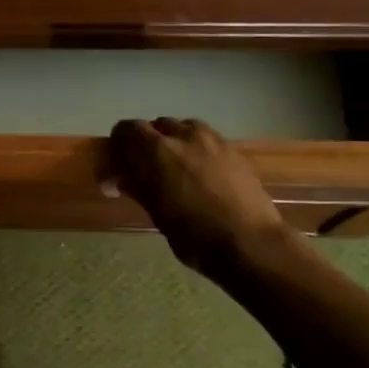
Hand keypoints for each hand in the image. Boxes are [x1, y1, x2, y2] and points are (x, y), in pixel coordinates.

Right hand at [104, 117, 285, 272]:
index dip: (120, 142)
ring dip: (176, 141)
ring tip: (176, 166)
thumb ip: (138, 189)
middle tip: (146, 166)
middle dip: (149, 140)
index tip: (118, 160)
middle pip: (159, 125)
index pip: (128, 129)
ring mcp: (214, 141)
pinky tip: (202, 173)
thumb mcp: (157, 214)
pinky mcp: (235, 151)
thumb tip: (120, 179)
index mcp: (157, 150)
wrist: (249, 242)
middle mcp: (185, 136)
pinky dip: (198, 149)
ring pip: (186, 128)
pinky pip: (208, 140)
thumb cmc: (194, 235)